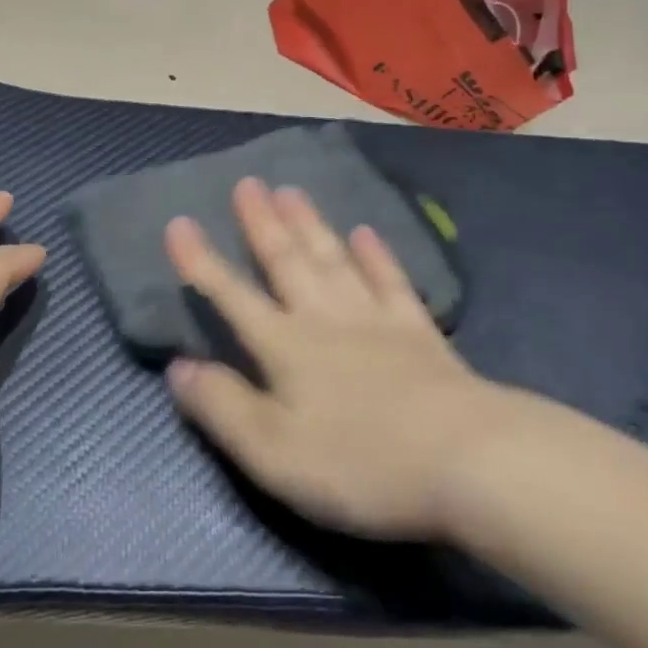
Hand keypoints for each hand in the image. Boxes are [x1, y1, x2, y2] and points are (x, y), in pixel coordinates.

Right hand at [164, 178, 503, 541]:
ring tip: (291, 190)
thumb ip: (222, 407)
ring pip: (333, 260)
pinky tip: (365, 232)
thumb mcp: (273, 453)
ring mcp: (375, 321)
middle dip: (261, 223)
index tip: (179, 223)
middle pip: (286, 262)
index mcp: (286, 347)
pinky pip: (390, 282)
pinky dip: (376, 255)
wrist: (469, 462)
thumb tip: (178, 367)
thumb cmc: (361, 463)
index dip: (201, 262)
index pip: (231, 296)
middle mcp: (325, 319)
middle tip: (247, 183)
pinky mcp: (419, 333)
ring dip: (309, 225)